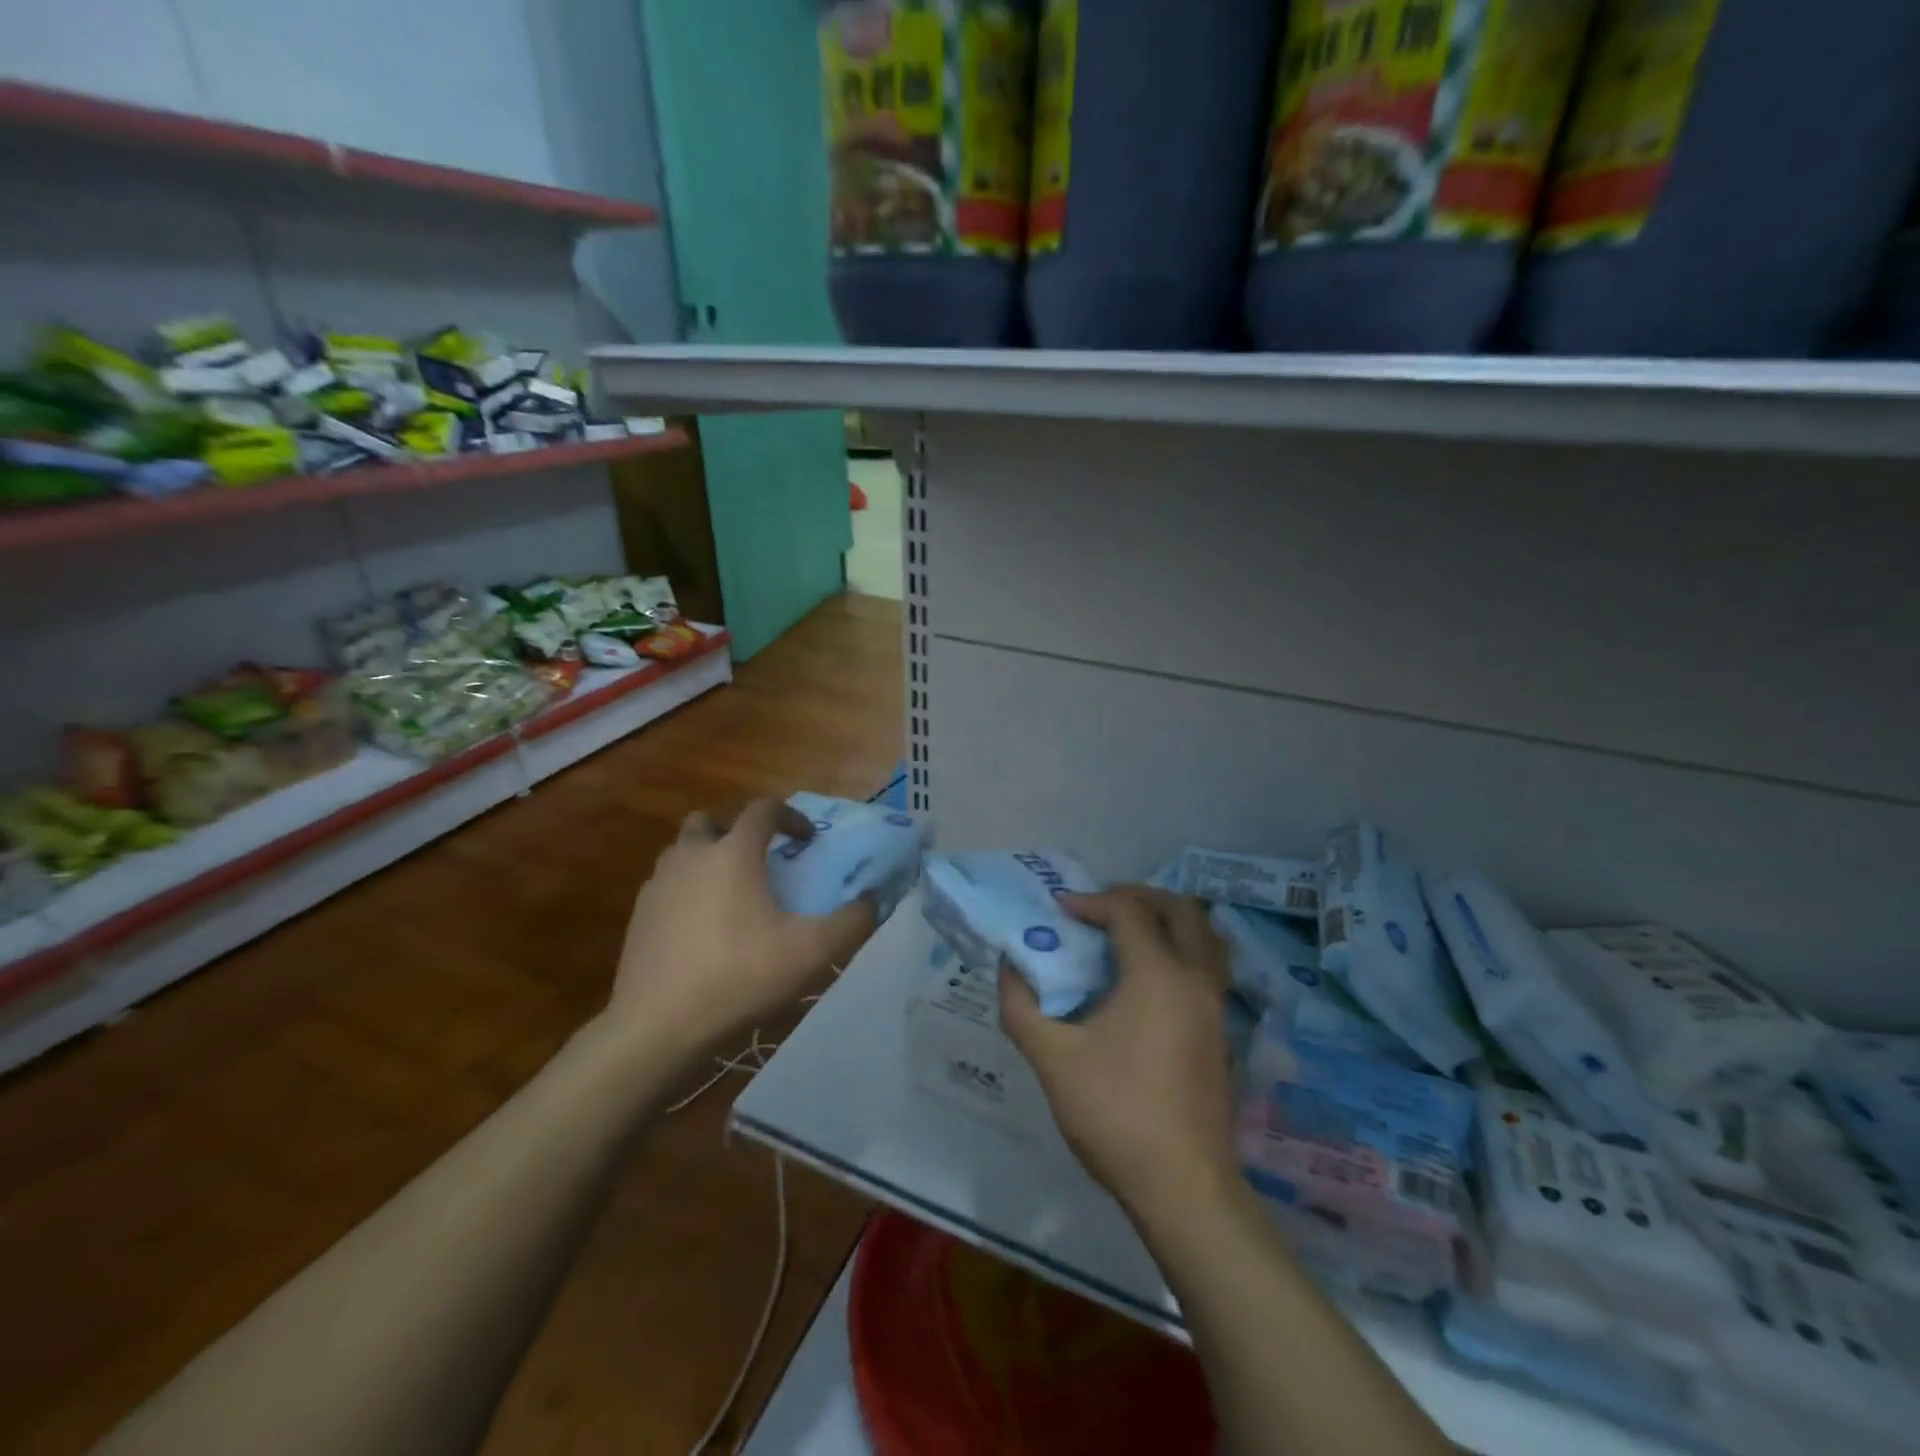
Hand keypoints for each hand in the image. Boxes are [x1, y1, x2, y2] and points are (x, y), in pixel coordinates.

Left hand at [605, 799, 876, 1062]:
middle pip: (710, 821)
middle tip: (759, 861)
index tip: (808, 841)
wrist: (656, 1027)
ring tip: (732, 896)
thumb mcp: (812, 953)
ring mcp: (658, 885)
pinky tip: (702, 930)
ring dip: (708, 859)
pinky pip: (667, 886)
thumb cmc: (739, 977)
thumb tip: (873, 901)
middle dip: (737, 831)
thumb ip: (852, 922)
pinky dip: (687, 892)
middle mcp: (691, 856)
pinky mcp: (638, 917)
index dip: (791, 817)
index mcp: (733, 853)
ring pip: (683, 852)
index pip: (764, 809)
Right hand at [999, 887, 1239, 1223]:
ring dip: (1167, 921)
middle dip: (1138, 897)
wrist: (1182, 1186)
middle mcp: (1195, 979)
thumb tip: (1010, 967)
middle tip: (1100, 909)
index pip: (1129, 912)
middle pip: (1180, 909)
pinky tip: (1148, 979)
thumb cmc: (1115, 1113)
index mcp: (1158, 975)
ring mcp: (1216, 1006)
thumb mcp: (1052, 1058)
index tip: (1059, 911)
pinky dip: (1181, 950)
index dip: (1091, 902)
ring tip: (1127, 935)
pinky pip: (1207, 966)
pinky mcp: (1221, 1033)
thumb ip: (1022, 1006)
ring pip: (1204, 936)